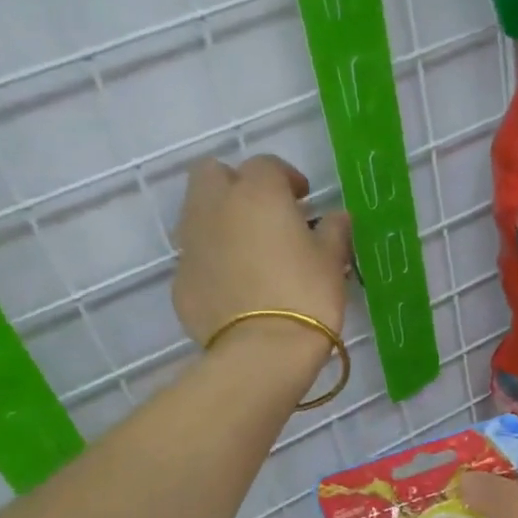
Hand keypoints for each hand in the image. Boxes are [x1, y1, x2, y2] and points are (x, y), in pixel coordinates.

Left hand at [172, 155, 352, 349]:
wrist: (262, 351)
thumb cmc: (306, 295)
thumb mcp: (332, 260)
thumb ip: (334, 230)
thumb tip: (337, 217)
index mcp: (256, 193)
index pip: (266, 166)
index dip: (286, 178)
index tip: (303, 200)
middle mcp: (215, 208)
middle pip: (212, 174)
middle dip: (235, 184)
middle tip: (264, 212)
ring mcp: (191, 244)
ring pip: (197, 213)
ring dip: (219, 219)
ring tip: (248, 248)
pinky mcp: (180, 280)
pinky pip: (195, 256)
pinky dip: (212, 259)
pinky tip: (235, 284)